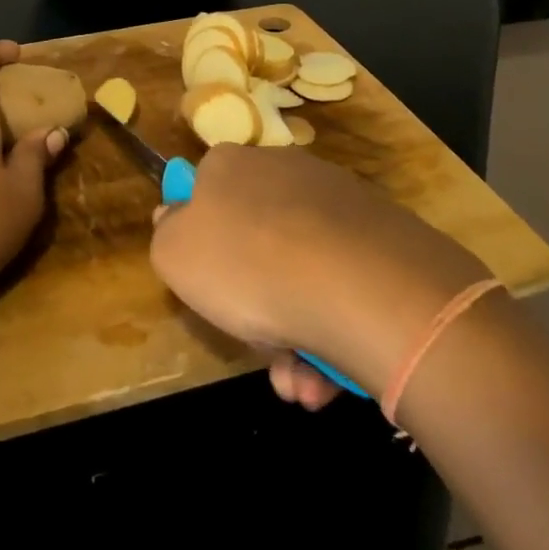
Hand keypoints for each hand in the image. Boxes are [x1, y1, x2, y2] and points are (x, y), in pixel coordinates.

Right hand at [149, 145, 492, 397]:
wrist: (358, 285)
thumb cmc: (247, 265)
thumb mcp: (174, 254)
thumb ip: (166, 234)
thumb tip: (175, 216)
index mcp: (231, 165)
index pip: (205, 191)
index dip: (201, 241)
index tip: (206, 284)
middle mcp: (285, 170)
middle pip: (255, 242)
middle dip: (251, 306)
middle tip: (259, 353)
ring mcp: (337, 202)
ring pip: (299, 274)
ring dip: (291, 336)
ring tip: (298, 384)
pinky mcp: (382, 236)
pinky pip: (341, 285)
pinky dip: (330, 331)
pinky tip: (328, 376)